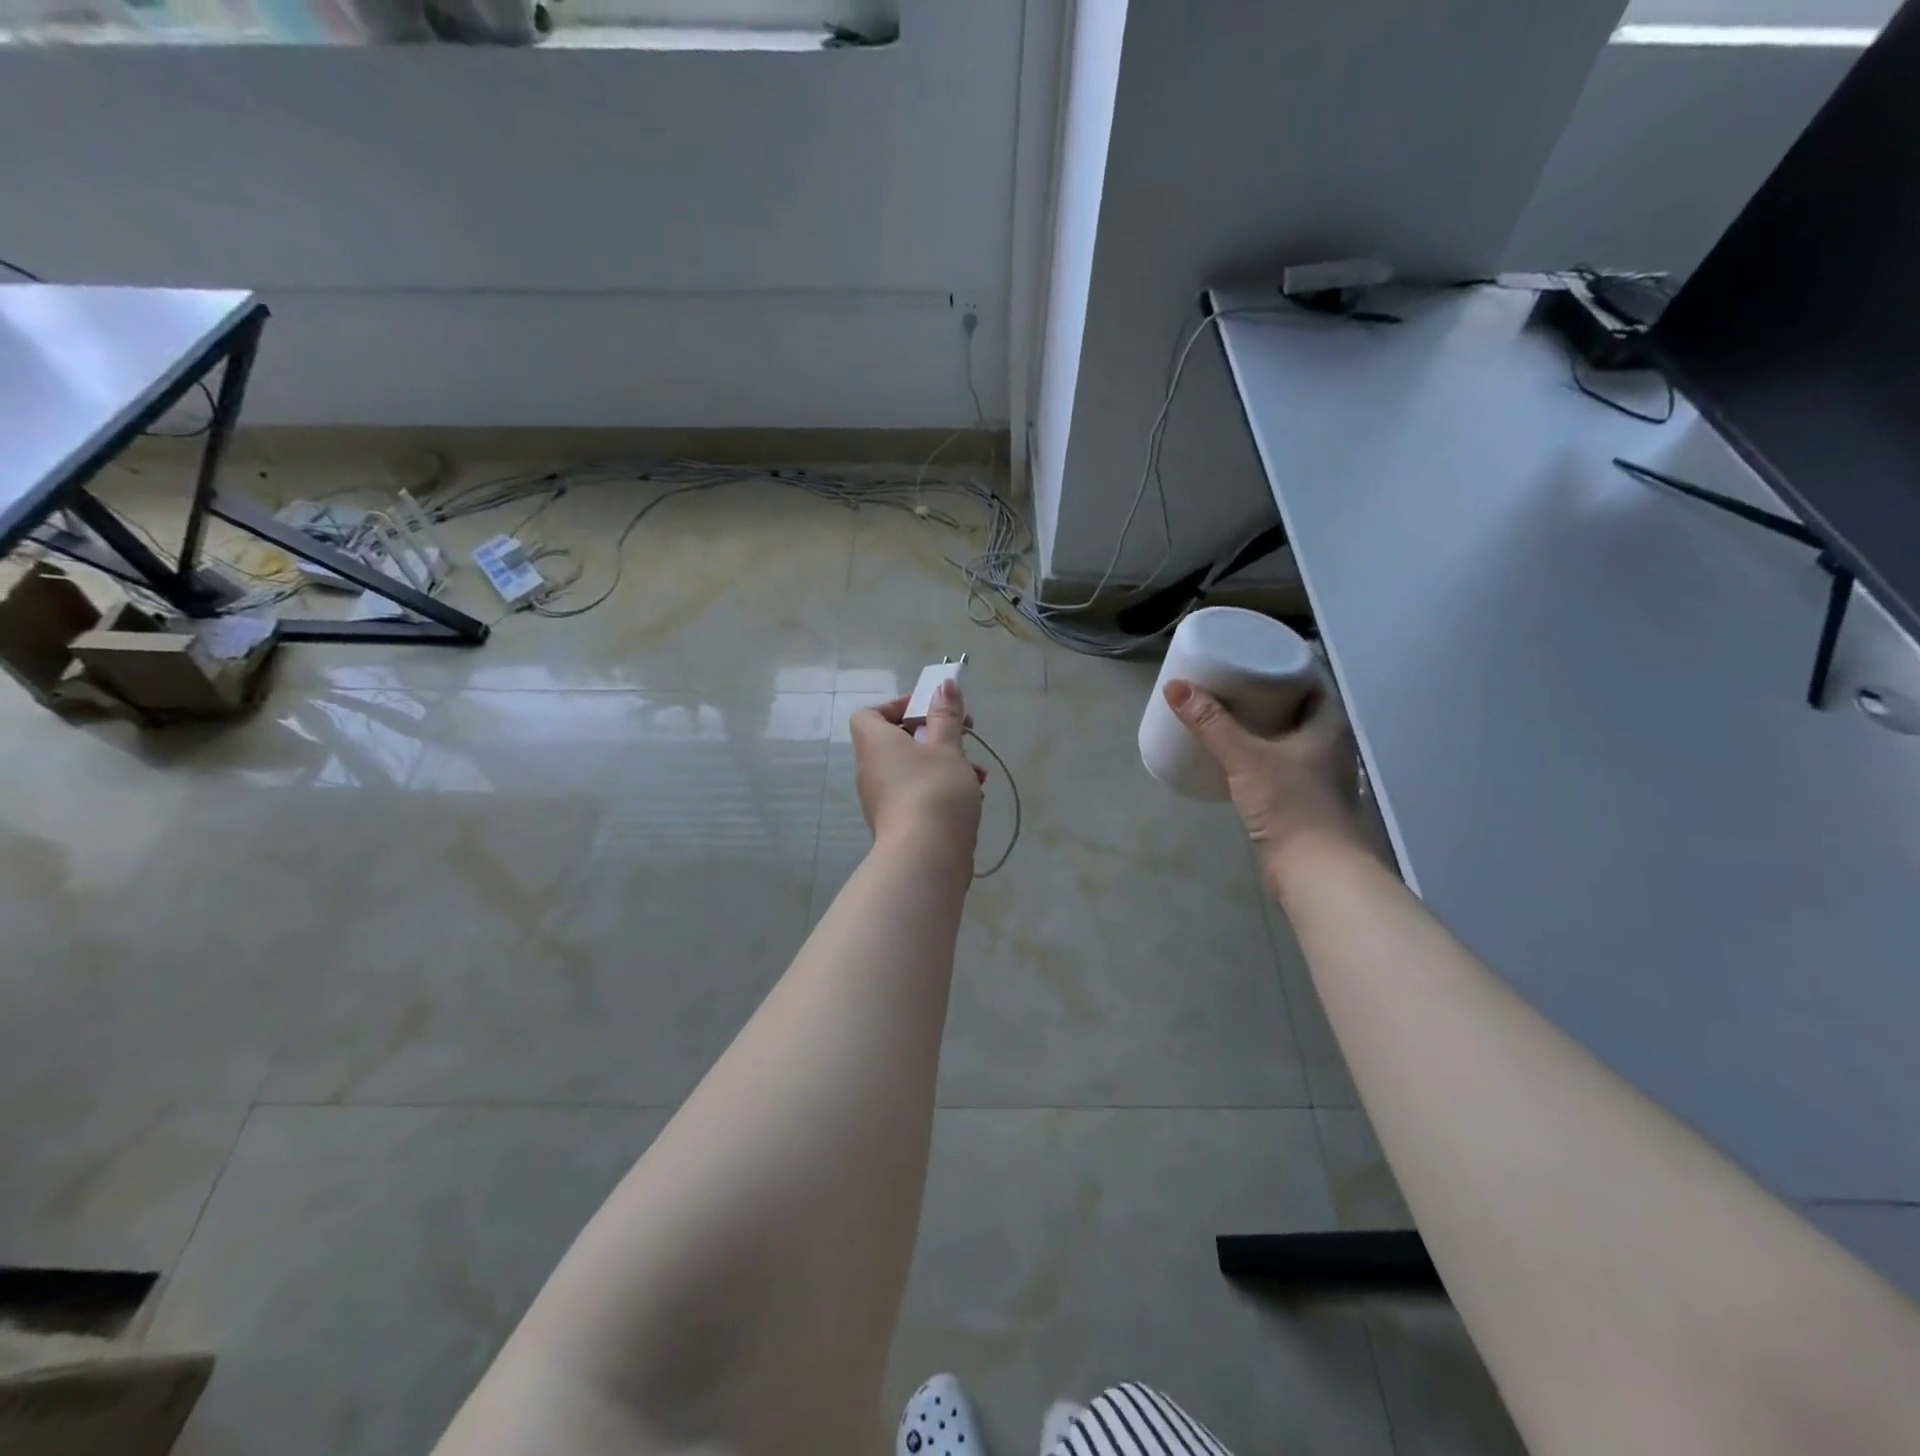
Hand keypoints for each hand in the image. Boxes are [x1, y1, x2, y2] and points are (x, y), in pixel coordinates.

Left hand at [851, 681, 986, 868]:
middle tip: (965, 735)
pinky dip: (942, 789)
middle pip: (898, 741)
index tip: (931, 710)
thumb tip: (944, 684)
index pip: (870, 714)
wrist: (926, 857)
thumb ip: (946, 714)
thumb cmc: (934, 790)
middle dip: (935, 736)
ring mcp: (883, 799)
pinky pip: (918, 793)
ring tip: (978, 773)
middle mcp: (872, 769)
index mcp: (876, 744)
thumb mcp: (947, 747)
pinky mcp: (899, 822)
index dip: (898, 706)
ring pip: (914, 769)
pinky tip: (973, 796)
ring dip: (946, 764)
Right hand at [1164, 679, 1363, 879]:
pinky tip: (1233, 757)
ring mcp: (1318, 776)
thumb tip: (1176, 687)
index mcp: (1328, 726)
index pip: (1311, 683)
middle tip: (1228, 685)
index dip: (1283, 668)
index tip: (1250, 660)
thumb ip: (1211, 724)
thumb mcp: (1245, 758)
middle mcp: (1329, 747)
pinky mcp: (1302, 801)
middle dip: (1265, 697)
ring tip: (1224, 716)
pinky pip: (1278, 765)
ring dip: (1261, 727)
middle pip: (1296, 710)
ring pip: (1287, 739)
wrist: (1314, 871)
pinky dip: (1258, 755)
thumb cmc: (1290, 804)